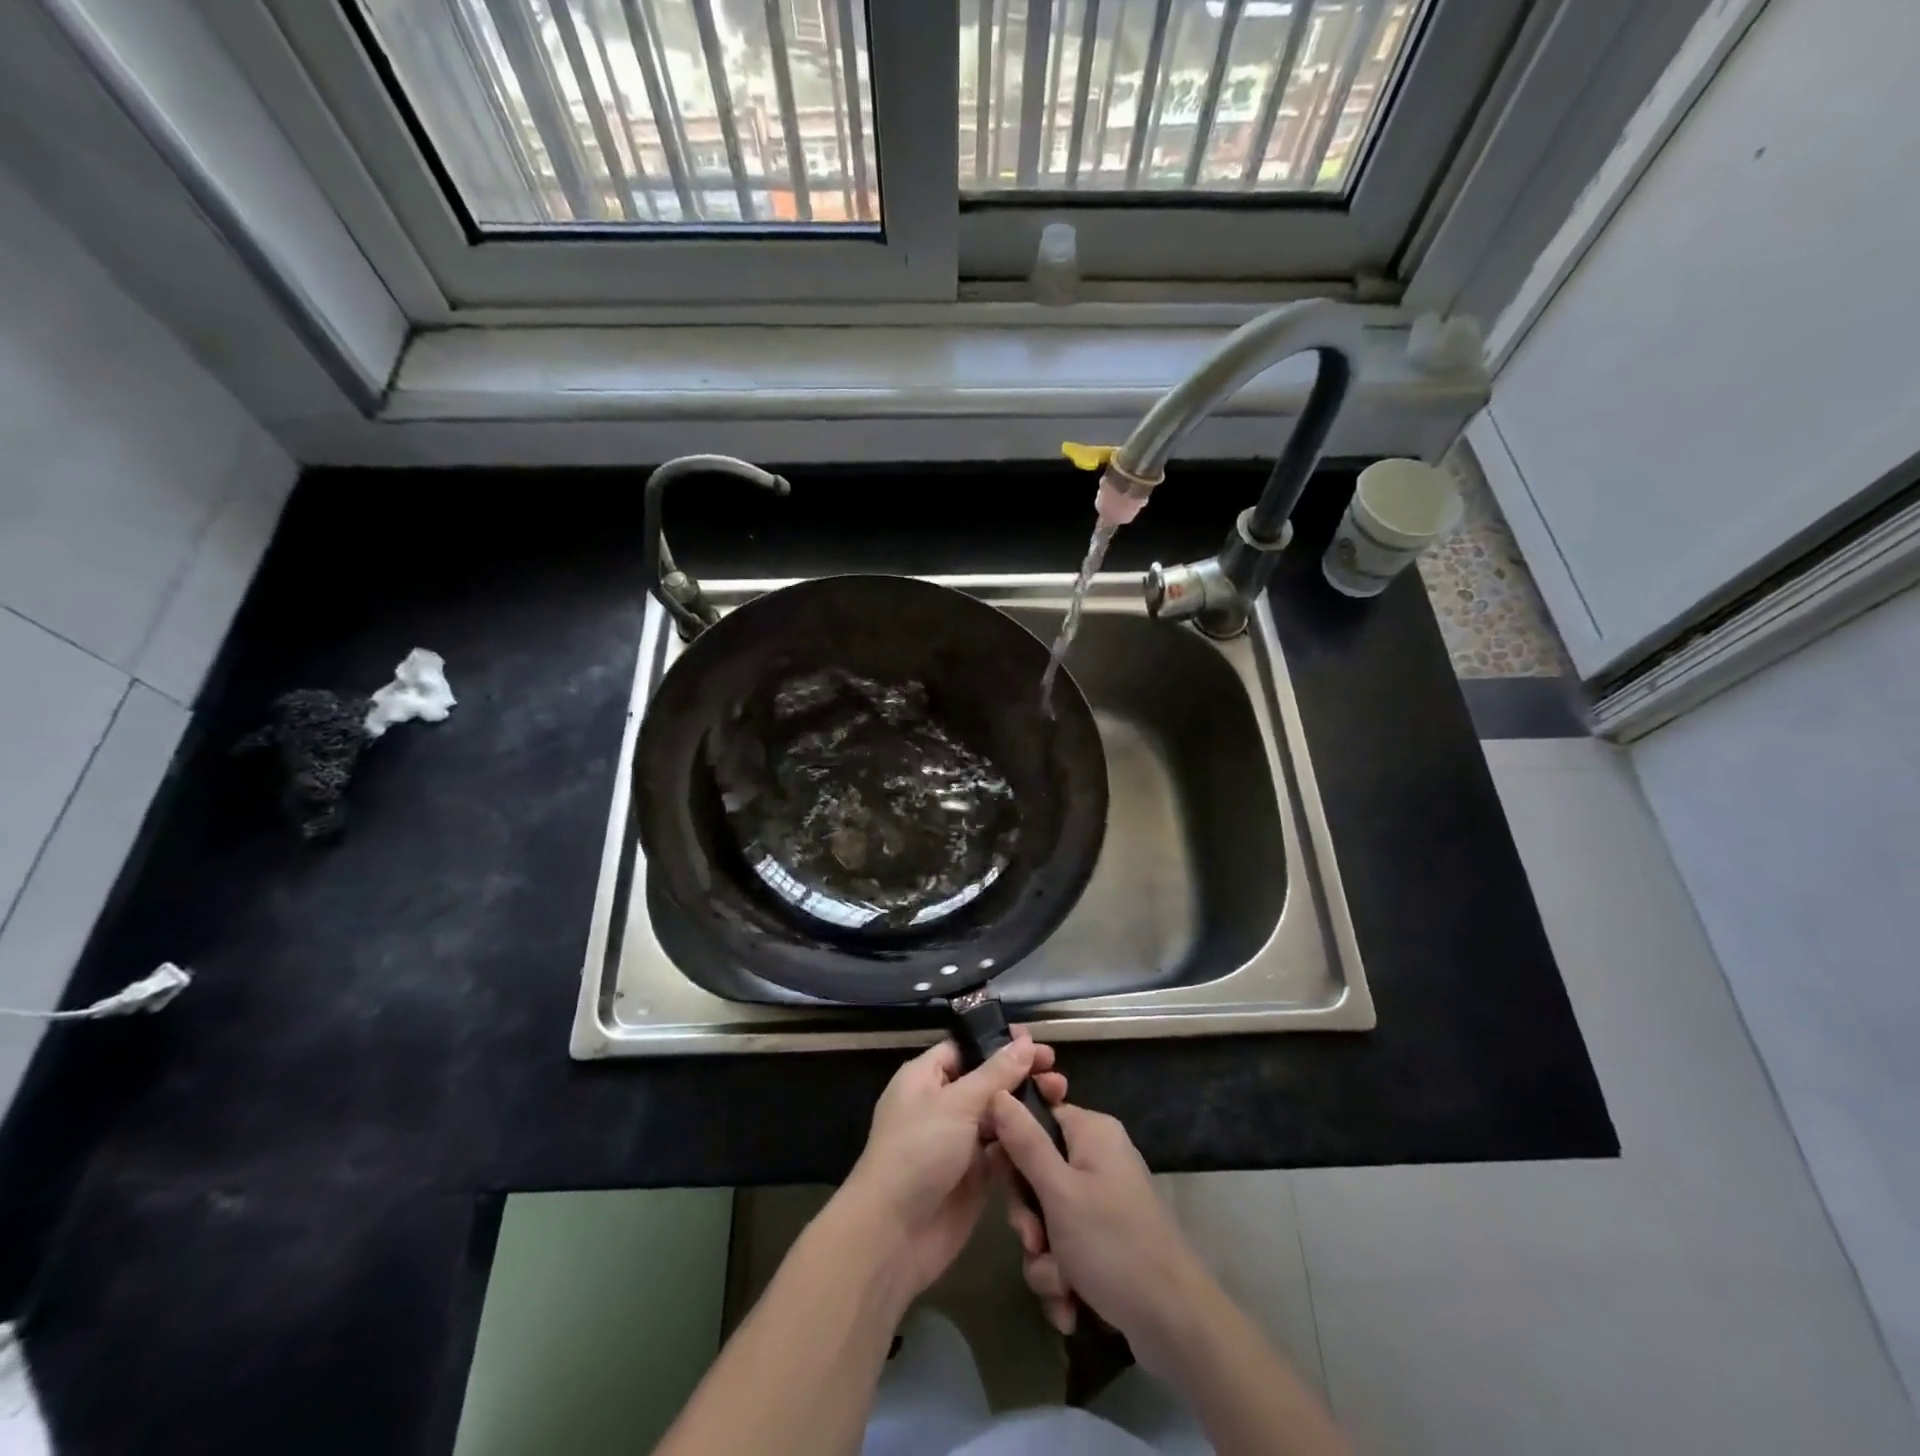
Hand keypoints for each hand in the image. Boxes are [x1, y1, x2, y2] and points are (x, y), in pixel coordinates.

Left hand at [834, 1031, 1066, 1297]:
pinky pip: (1005, 1150)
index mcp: (926, 1077)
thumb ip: (995, 1073)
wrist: (894, 1235)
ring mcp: (960, 1141)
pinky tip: (1054, 1132)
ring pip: (1000, 1115)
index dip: (999, 1043)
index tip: (1036, 1042)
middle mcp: (943, 1104)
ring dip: (1028, 1106)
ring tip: (1061, 1096)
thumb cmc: (918, 1151)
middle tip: (1056, 1072)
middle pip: (988, 1081)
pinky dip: (1025, 1141)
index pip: (966, 1048)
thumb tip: (1024, 1041)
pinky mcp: (976, 1175)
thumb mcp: (957, 1104)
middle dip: (1021, 1075)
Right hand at [989, 1093, 1212, 1376]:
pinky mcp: (1107, 1242)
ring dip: (1045, 1259)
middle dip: (1030, 1219)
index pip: (1037, 1117)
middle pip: (1037, 1174)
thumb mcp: (1059, 1191)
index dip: (1013, 1146)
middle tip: (1034, 1240)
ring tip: (1062, 1286)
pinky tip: (1073, 1307)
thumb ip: (1025, 1142)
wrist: (1175, 1325)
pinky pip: (1066, 1251)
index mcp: (1092, 1133)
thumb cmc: (1113, 1244)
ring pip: (1048, 1221)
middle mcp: (1099, 1160)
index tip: (1000, 1175)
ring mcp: (1104, 1203)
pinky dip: (1063, 1279)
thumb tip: (997, 1092)